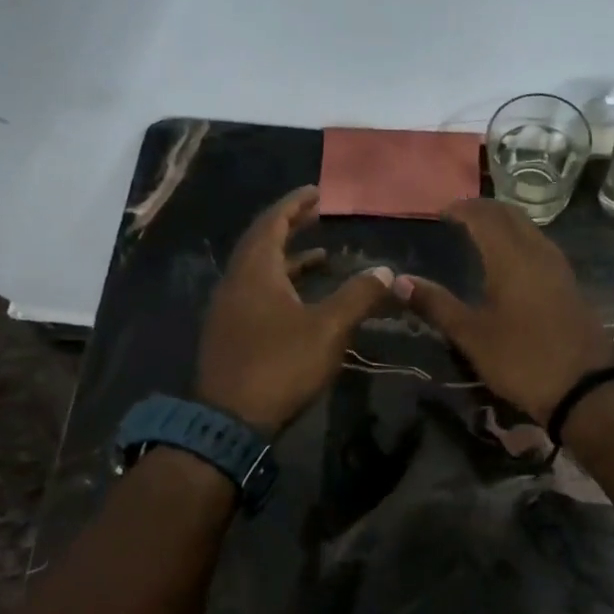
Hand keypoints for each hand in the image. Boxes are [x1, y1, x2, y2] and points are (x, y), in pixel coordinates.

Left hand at [195, 187, 394, 435]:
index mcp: (255, 271)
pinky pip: (255, 292)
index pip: (272, 222)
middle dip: (290, 226)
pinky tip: (300, 299)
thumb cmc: (280, 365)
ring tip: (319, 255)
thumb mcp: (328, 329)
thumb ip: (357, 296)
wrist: (229, 420)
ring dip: (287, 257)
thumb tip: (385, 271)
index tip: (316, 193)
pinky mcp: (230, 333)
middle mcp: (236, 282)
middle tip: (317, 215)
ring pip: (258, 270)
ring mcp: (228, 309)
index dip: (294, 204)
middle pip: (261, 242)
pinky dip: (279, 283)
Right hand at [392, 199, 613, 423]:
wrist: (583, 388)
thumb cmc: (521, 359)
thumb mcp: (471, 335)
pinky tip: (509, 262)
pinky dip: (520, 241)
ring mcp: (559, 268)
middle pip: (511, 215)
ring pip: (530, 229)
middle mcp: (538, 252)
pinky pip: (541, 247)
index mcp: (511, 258)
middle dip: (484, 209)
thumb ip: (436, 304)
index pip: (485, 216)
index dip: (462, 209)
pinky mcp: (570, 285)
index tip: (441, 212)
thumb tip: (399, 281)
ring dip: (505, 223)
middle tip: (459, 216)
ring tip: (481, 234)